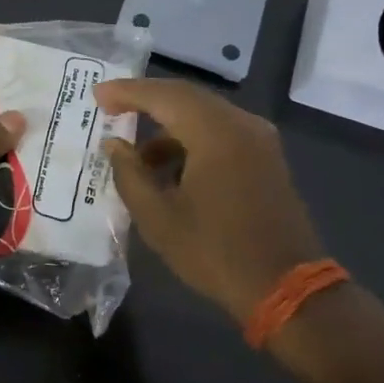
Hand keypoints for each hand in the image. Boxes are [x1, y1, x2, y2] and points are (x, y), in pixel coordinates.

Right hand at [94, 78, 324, 322]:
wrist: (287, 289)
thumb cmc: (216, 252)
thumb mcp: (158, 218)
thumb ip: (129, 174)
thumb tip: (114, 145)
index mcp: (215, 133)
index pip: (163, 96)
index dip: (126, 92)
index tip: (96, 95)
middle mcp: (241, 124)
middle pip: (185, 97)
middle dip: (146, 101)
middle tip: (110, 109)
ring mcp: (259, 140)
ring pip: (204, 115)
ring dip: (168, 126)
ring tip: (136, 155)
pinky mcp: (266, 158)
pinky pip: (221, 133)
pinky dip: (191, 140)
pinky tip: (170, 170)